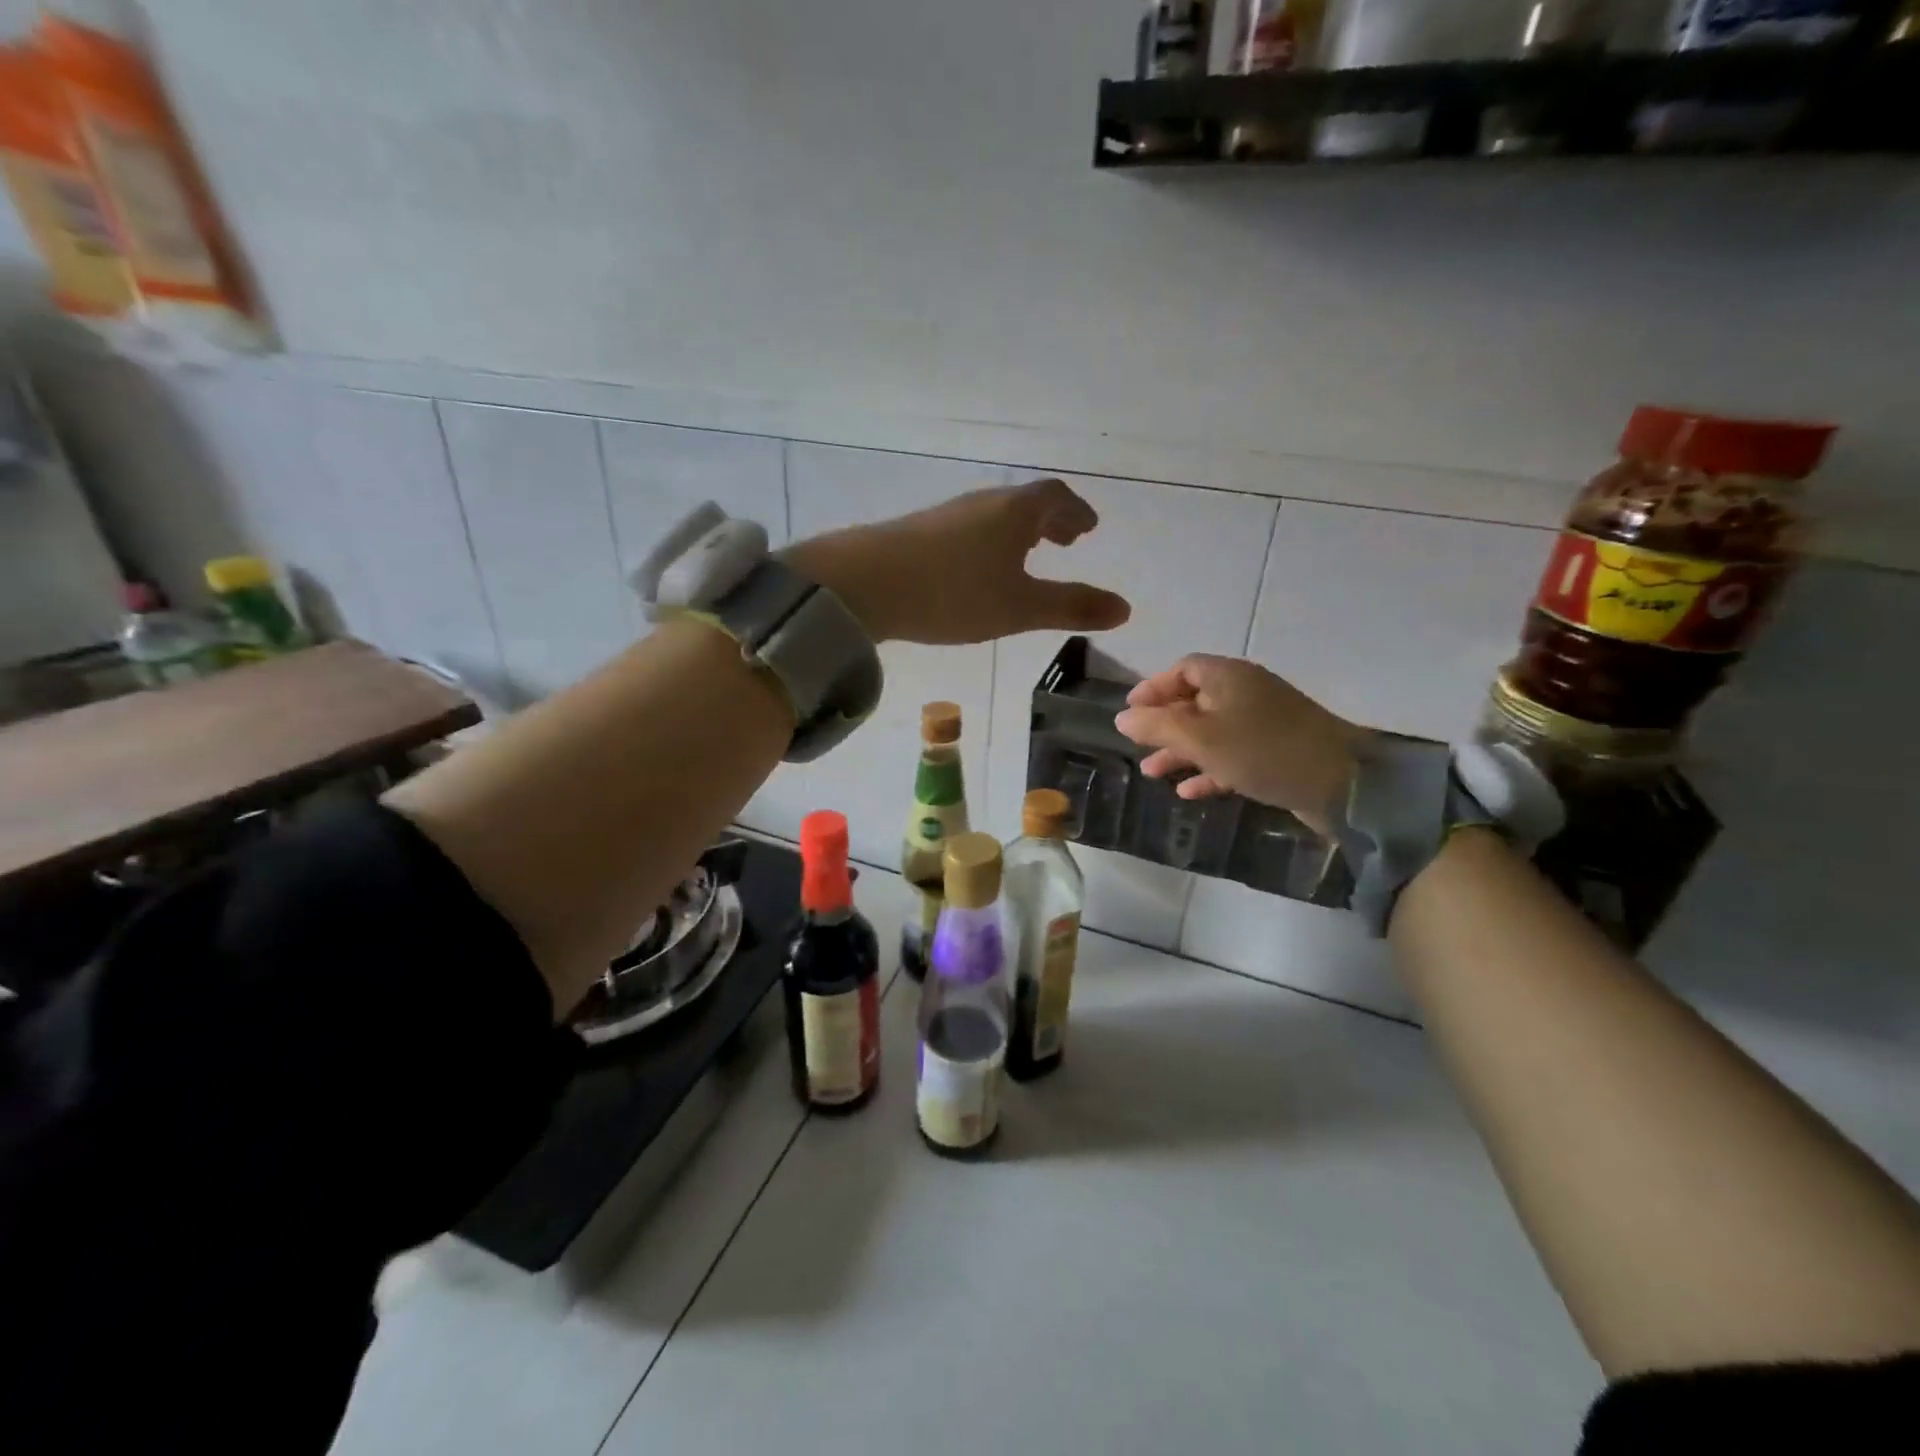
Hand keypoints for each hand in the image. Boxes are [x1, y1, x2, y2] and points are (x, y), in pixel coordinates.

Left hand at [783, 478, 1130, 644]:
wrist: (864, 584)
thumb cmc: (954, 593)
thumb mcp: (1020, 608)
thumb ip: (1071, 607)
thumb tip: (1125, 608)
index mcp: (1014, 511)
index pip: (1056, 498)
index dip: (1076, 513)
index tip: (1088, 529)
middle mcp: (982, 503)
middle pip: (1024, 503)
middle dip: (1050, 521)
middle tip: (1065, 541)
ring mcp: (946, 515)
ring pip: (993, 516)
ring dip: (1017, 531)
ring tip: (1024, 555)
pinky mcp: (917, 533)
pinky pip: (967, 530)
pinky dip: (987, 542)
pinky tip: (974, 569)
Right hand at [1113, 655, 1362, 829]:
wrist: (1343, 783)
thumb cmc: (1261, 750)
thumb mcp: (1199, 737)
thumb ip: (1156, 726)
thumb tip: (1121, 718)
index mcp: (1229, 677)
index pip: (1183, 669)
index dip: (1154, 687)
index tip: (1130, 711)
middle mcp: (1247, 693)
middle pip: (1196, 701)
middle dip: (1164, 725)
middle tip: (1139, 745)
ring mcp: (1265, 723)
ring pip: (1212, 732)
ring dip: (1182, 751)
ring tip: (1154, 773)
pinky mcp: (1278, 752)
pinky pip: (1233, 755)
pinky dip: (1209, 769)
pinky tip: (1189, 791)